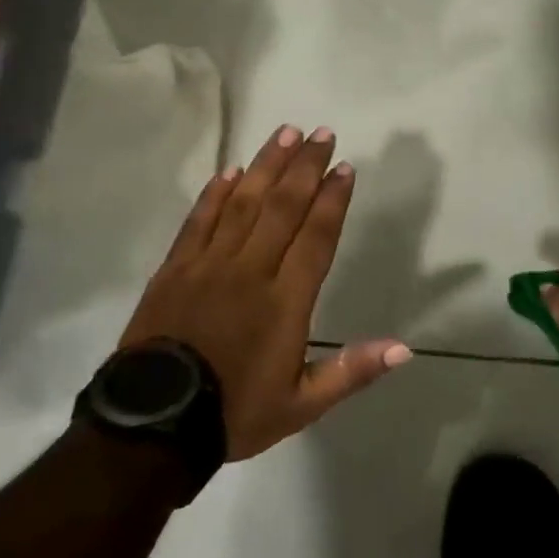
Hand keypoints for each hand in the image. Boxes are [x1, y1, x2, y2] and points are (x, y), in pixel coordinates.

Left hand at [117, 124, 411, 459]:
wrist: (154, 425)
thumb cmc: (234, 413)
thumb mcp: (302, 405)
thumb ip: (352, 371)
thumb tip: (404, 349)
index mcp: (285, 300)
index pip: (316, 236)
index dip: (332, 199)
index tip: (345, 167)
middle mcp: (251, 270)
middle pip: (283, 207)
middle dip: (305, 166)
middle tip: (321, 133)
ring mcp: (209, 264)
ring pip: (244, 202)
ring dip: (267, 165)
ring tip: (284, 133)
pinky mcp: (175, 268)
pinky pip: (200, 220)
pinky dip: (216, 193)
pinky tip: (230, 171)